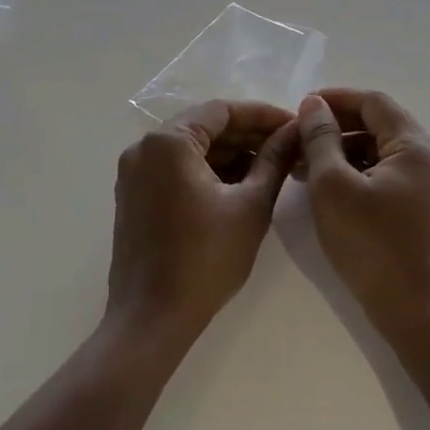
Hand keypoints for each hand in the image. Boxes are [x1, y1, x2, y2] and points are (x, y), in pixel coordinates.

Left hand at [108, 100, 298, 344]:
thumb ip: (274, 160)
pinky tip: (241, 185)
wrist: (151, 318)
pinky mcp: (135, 196)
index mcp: (169, 142)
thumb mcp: (250, 205)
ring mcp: (135, 173)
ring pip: (191, 149)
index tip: (295, 126)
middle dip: (248, 135)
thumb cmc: (205, 259)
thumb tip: (295, 131)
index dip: (263, 115)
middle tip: (289, 147)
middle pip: (205, 127)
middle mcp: (144, 148)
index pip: (222, 110)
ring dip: (230, 154)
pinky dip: (208, 172)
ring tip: (273, 168)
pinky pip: (176, 169)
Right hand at [296, 90, 429, 343]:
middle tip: (299, 137)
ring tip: (305, 164)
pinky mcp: (424, 206)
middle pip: (380, 124)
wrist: (414, 313)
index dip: (335, 99)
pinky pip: (388, 172)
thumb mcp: (333, 187)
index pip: (373, 102)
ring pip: (382, 149)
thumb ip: (321, 138)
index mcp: (417, 146)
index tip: (301, 107)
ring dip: (344, 150)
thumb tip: (314, 104)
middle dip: (337, 126)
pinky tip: (328, 186)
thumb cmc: (371, 246)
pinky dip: (359, 171)